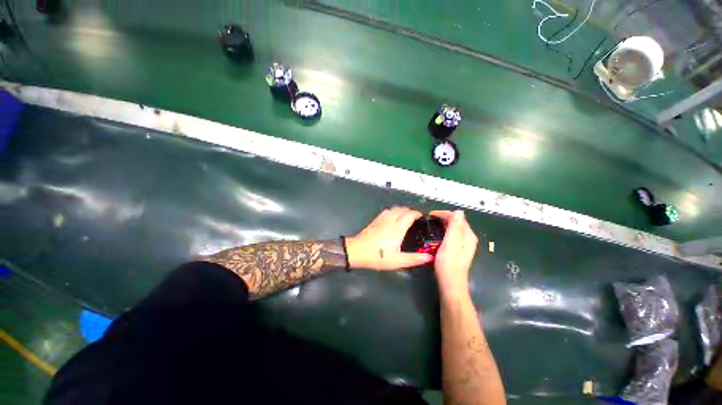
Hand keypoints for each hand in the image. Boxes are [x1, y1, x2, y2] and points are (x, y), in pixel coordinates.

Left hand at [346, 207, 433, 270]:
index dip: (418, 214)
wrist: (357, 251)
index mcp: (398, 228)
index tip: (423, 218)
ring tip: (406, 217)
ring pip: (395, 208)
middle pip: (403, 209)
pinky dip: (394, 211)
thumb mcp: (397, 261)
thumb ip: (414, 259)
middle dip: (411, 211)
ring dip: (402, 210)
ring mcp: (382, 218)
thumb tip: (430, 256)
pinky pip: (387, 210)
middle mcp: (390, 220)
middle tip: (416, 219)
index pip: (410, 214)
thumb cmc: (378, 256)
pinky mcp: (375, 220)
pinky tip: (393, 217)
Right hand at [430, 210, 477, 296]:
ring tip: (432, 224)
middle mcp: (468, 238)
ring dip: (444, 224)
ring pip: (454, 228)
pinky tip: (437, 234)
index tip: (430, 215)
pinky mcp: (459, 249)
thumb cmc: (448, 262)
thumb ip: (455, 226)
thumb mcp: (451, 242)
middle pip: (457, 222)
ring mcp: (464, 244)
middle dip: (444, 217)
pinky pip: (452, 234)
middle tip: (429, 219)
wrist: (450, 282)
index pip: (457, 217)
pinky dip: (445, 231)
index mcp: (468, 235)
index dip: (444, 213)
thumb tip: (459, 211)